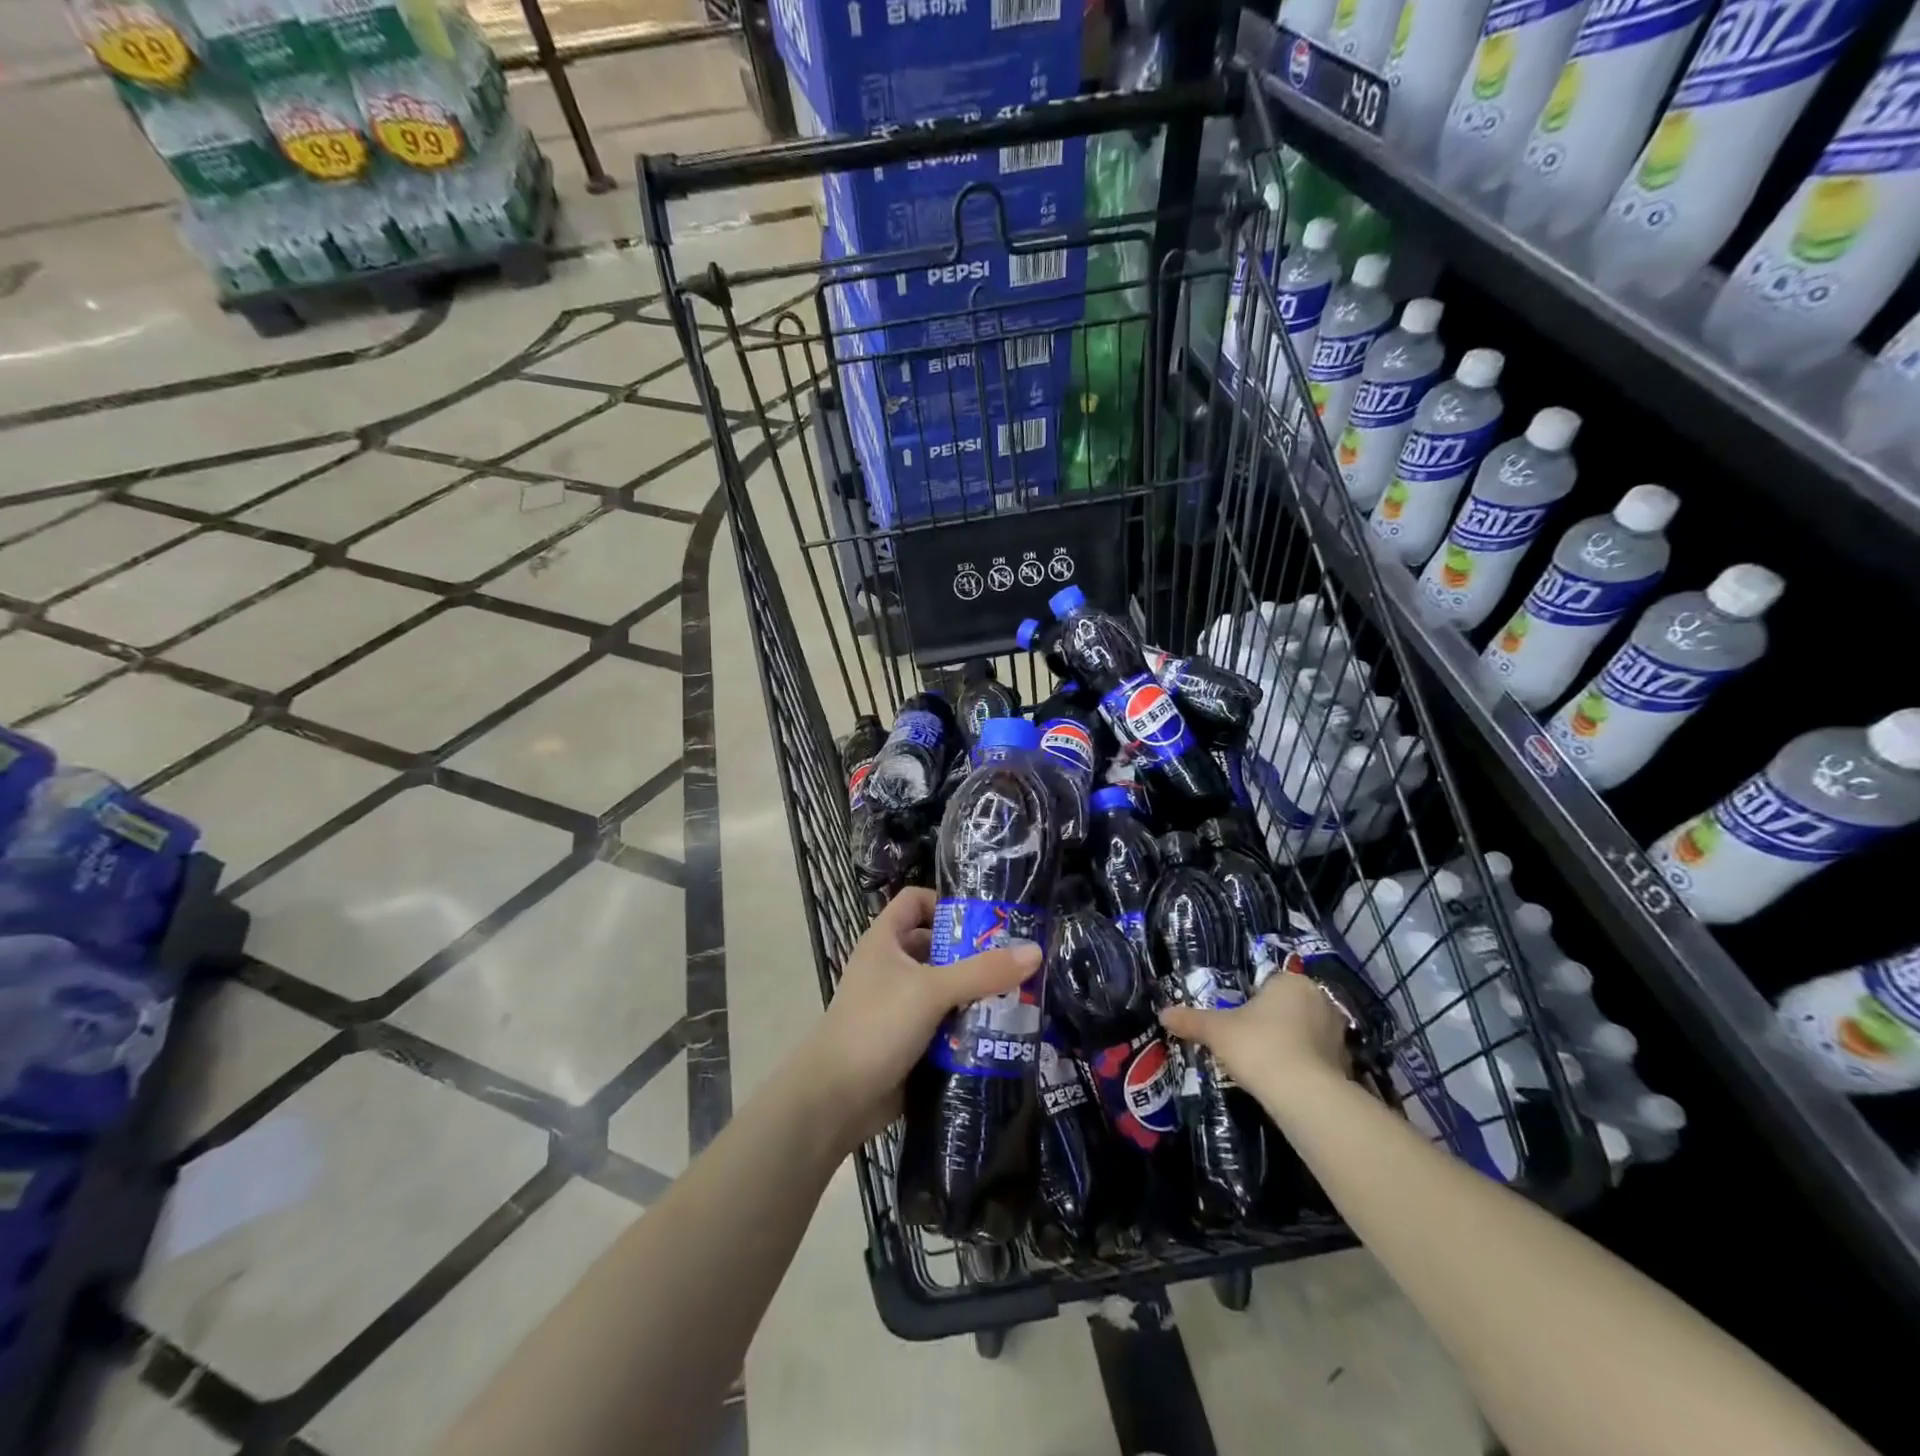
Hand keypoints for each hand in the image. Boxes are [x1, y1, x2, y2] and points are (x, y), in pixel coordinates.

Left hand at [800, 887, 1040, 1154]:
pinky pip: (944, 1023)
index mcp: (885, 940)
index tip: (985, 917)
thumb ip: (982, 972)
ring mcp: (899, 1005)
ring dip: (976, 992)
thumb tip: (1036, 951)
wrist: (835, 1100)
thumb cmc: (876, 1026)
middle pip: (937, 945)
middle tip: (1016, 960)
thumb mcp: (931, 991)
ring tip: (1019, 995)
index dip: (946, 901)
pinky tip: (1000, 1030)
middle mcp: (891, 966)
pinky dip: (968, 1024)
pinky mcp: (909, 1040)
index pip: (915, 900)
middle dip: (974, 953)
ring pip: (945, 987)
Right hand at [1160, 970, 1350, 1108]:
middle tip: (1252, 1042)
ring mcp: (1338, 1033)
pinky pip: (1321, 1058)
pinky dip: (1308, 1066)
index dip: (1254, 1002)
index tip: (1241, 1021)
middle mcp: (1320, 1000)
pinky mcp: (1348, 1064)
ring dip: (1294, 1044)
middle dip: (1275, 1021)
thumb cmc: (1258, 1046)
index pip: (1271, 984)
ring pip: (1308, 1032)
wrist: (1304, 1095)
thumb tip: (1162, 1014)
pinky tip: (1289, 1082)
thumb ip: (1191, 1020)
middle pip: (1291, 1007)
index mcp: (1291, 982)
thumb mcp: (1217, 1031)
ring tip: (1270, 1065)